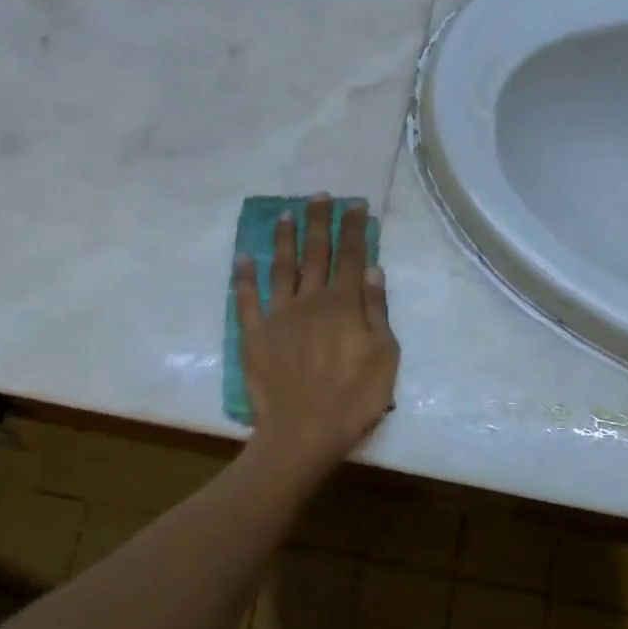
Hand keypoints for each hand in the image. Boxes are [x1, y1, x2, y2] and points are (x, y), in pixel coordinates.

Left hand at [234, 195, 398, 469]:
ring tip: (285, 213)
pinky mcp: (254, 335)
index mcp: (343, 304)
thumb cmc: (353, 399)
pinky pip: (247, 300)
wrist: (303, 432)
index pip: (351, 256)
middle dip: (319, 222)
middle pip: (316, 253)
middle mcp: (310, 300)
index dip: (354, 228)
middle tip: (319, 196)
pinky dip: (243, 277)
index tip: (355, 204)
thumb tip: (372, 269)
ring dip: (284, 239)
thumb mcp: (384, 356)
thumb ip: (377, 311)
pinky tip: (243, 257)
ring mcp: (279, 316)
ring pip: (281, 267)